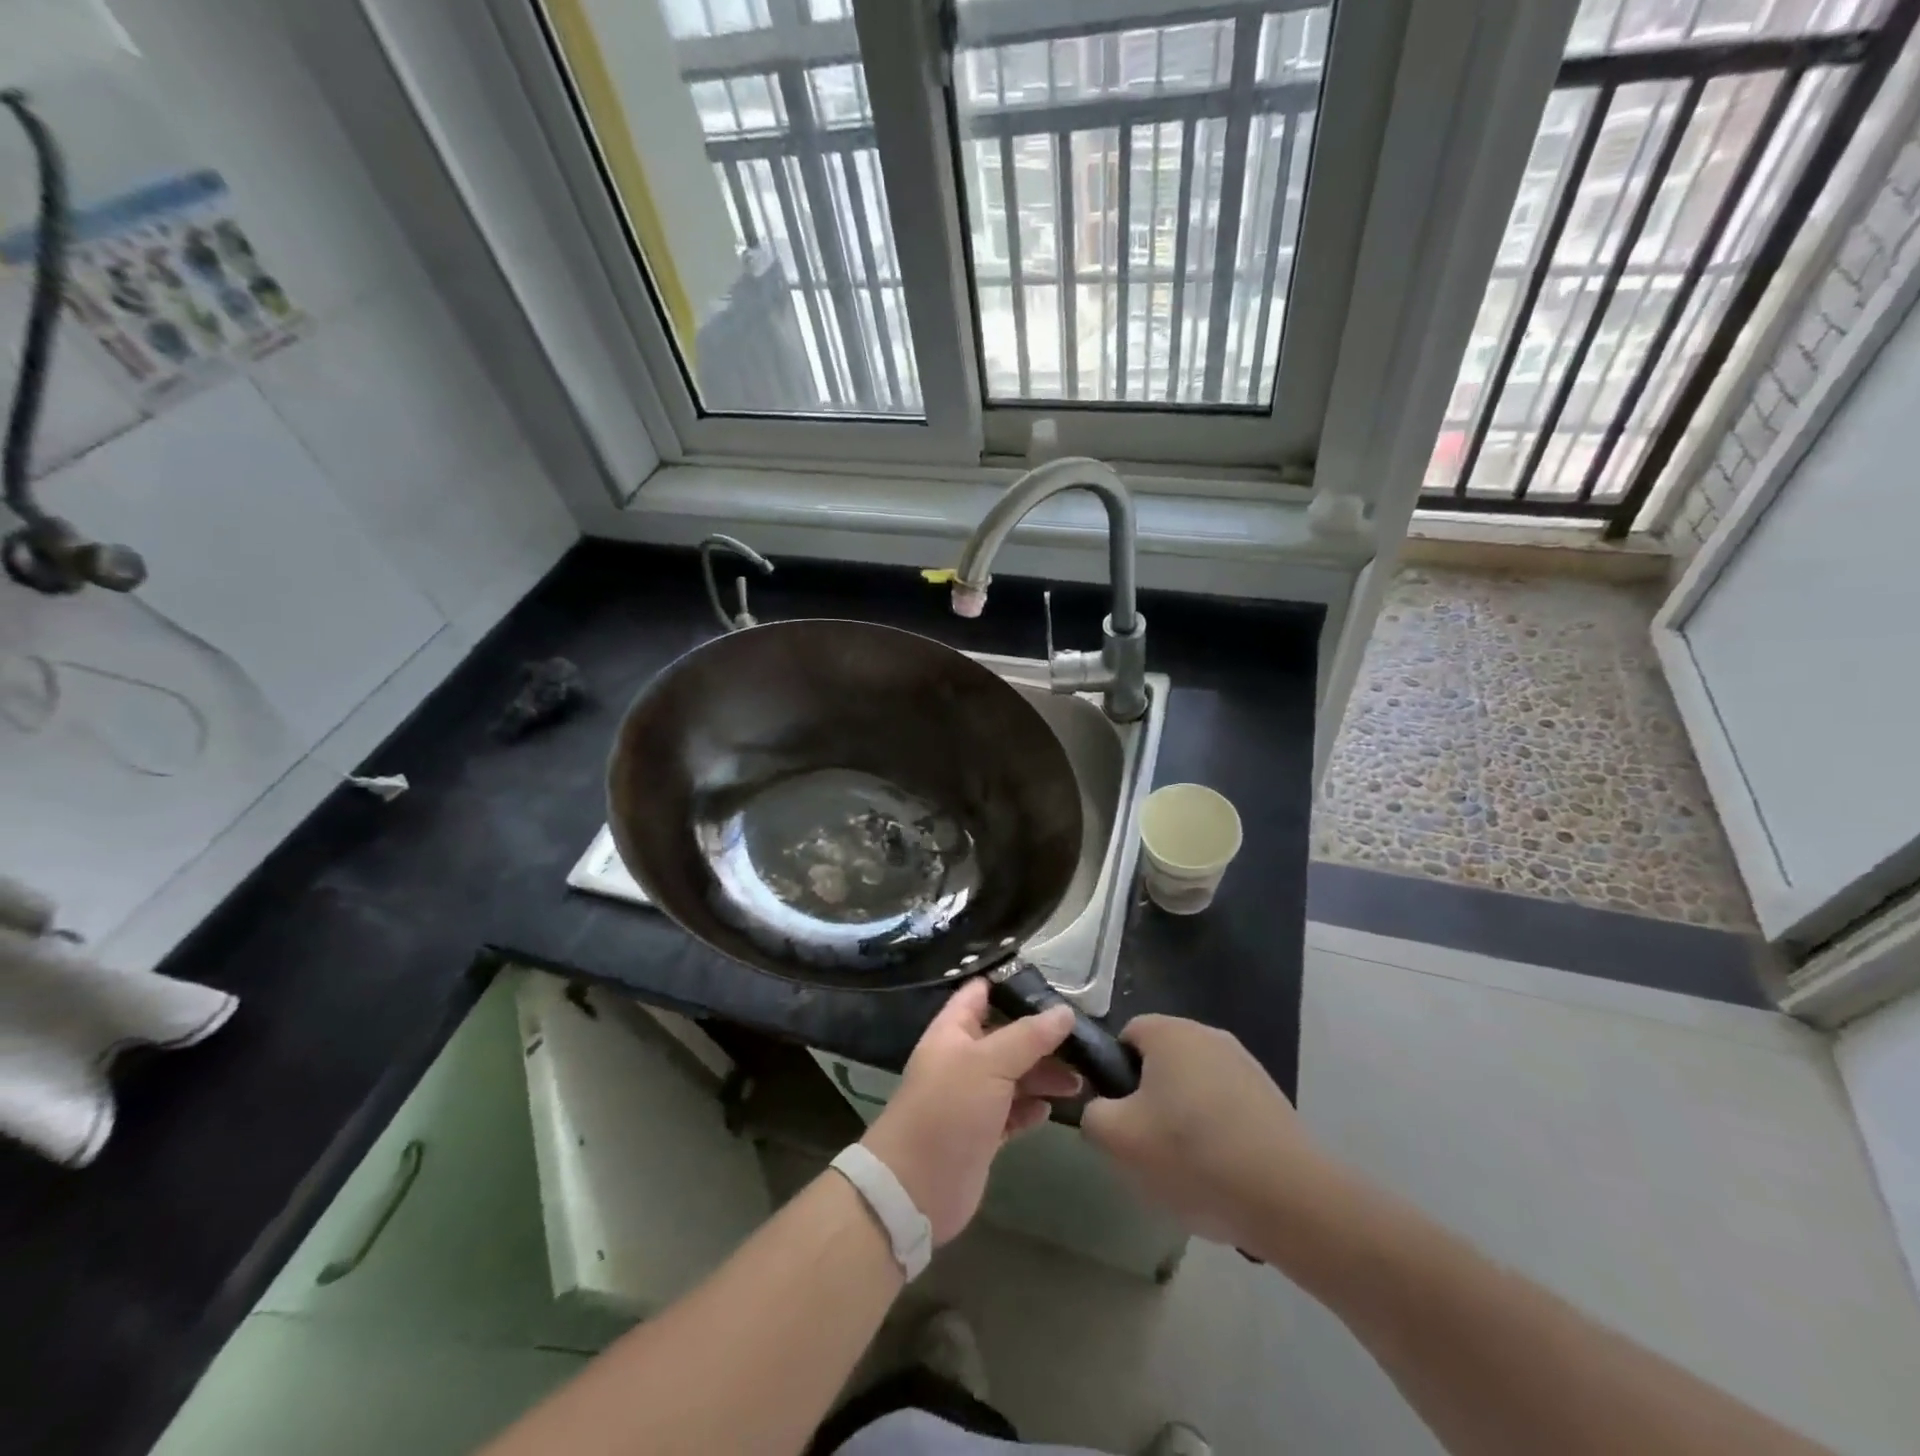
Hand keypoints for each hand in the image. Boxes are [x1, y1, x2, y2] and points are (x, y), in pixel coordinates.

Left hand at [861, 979, 1080, 1245]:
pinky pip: (1014, 1112)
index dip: (1012, 985)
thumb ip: (1028, 1036)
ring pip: (1014, 1075)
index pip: (981, 993)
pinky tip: (1050, 1109)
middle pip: (1006, 1036)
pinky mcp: (984, 1133)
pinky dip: (1032, 1109)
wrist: (916, 1187)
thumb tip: (1065, 1012)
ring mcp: (972, 1097)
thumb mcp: (989, 1063)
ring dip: (1044, 1075)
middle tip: (1082, 1041)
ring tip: (1079, 1081)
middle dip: (1041, 1037)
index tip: (1054, 986)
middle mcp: (963, 1059)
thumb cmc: (948, 1109)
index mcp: (953, 1031)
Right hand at [1081, 1015, 1331, 1252]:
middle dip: (1150, 1099)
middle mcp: (1208, 1035)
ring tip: (1187, 1169)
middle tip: (1148, 1146)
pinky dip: (1217, 1134)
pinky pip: (1226, 1108)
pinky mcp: (1271, 1098)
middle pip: (1162, 1062)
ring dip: (1184, 1119)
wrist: (1288, 1198)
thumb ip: (1093, 1114)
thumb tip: (1103, 1109)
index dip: (1115, 1075)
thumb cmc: (1192, 1155)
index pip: (1126, 1036)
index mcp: (1169, 1032)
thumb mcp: (1117, 1140)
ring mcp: (1245, 1065)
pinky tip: (1221, 1175)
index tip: (1121, 1117)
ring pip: (1194, 1087)